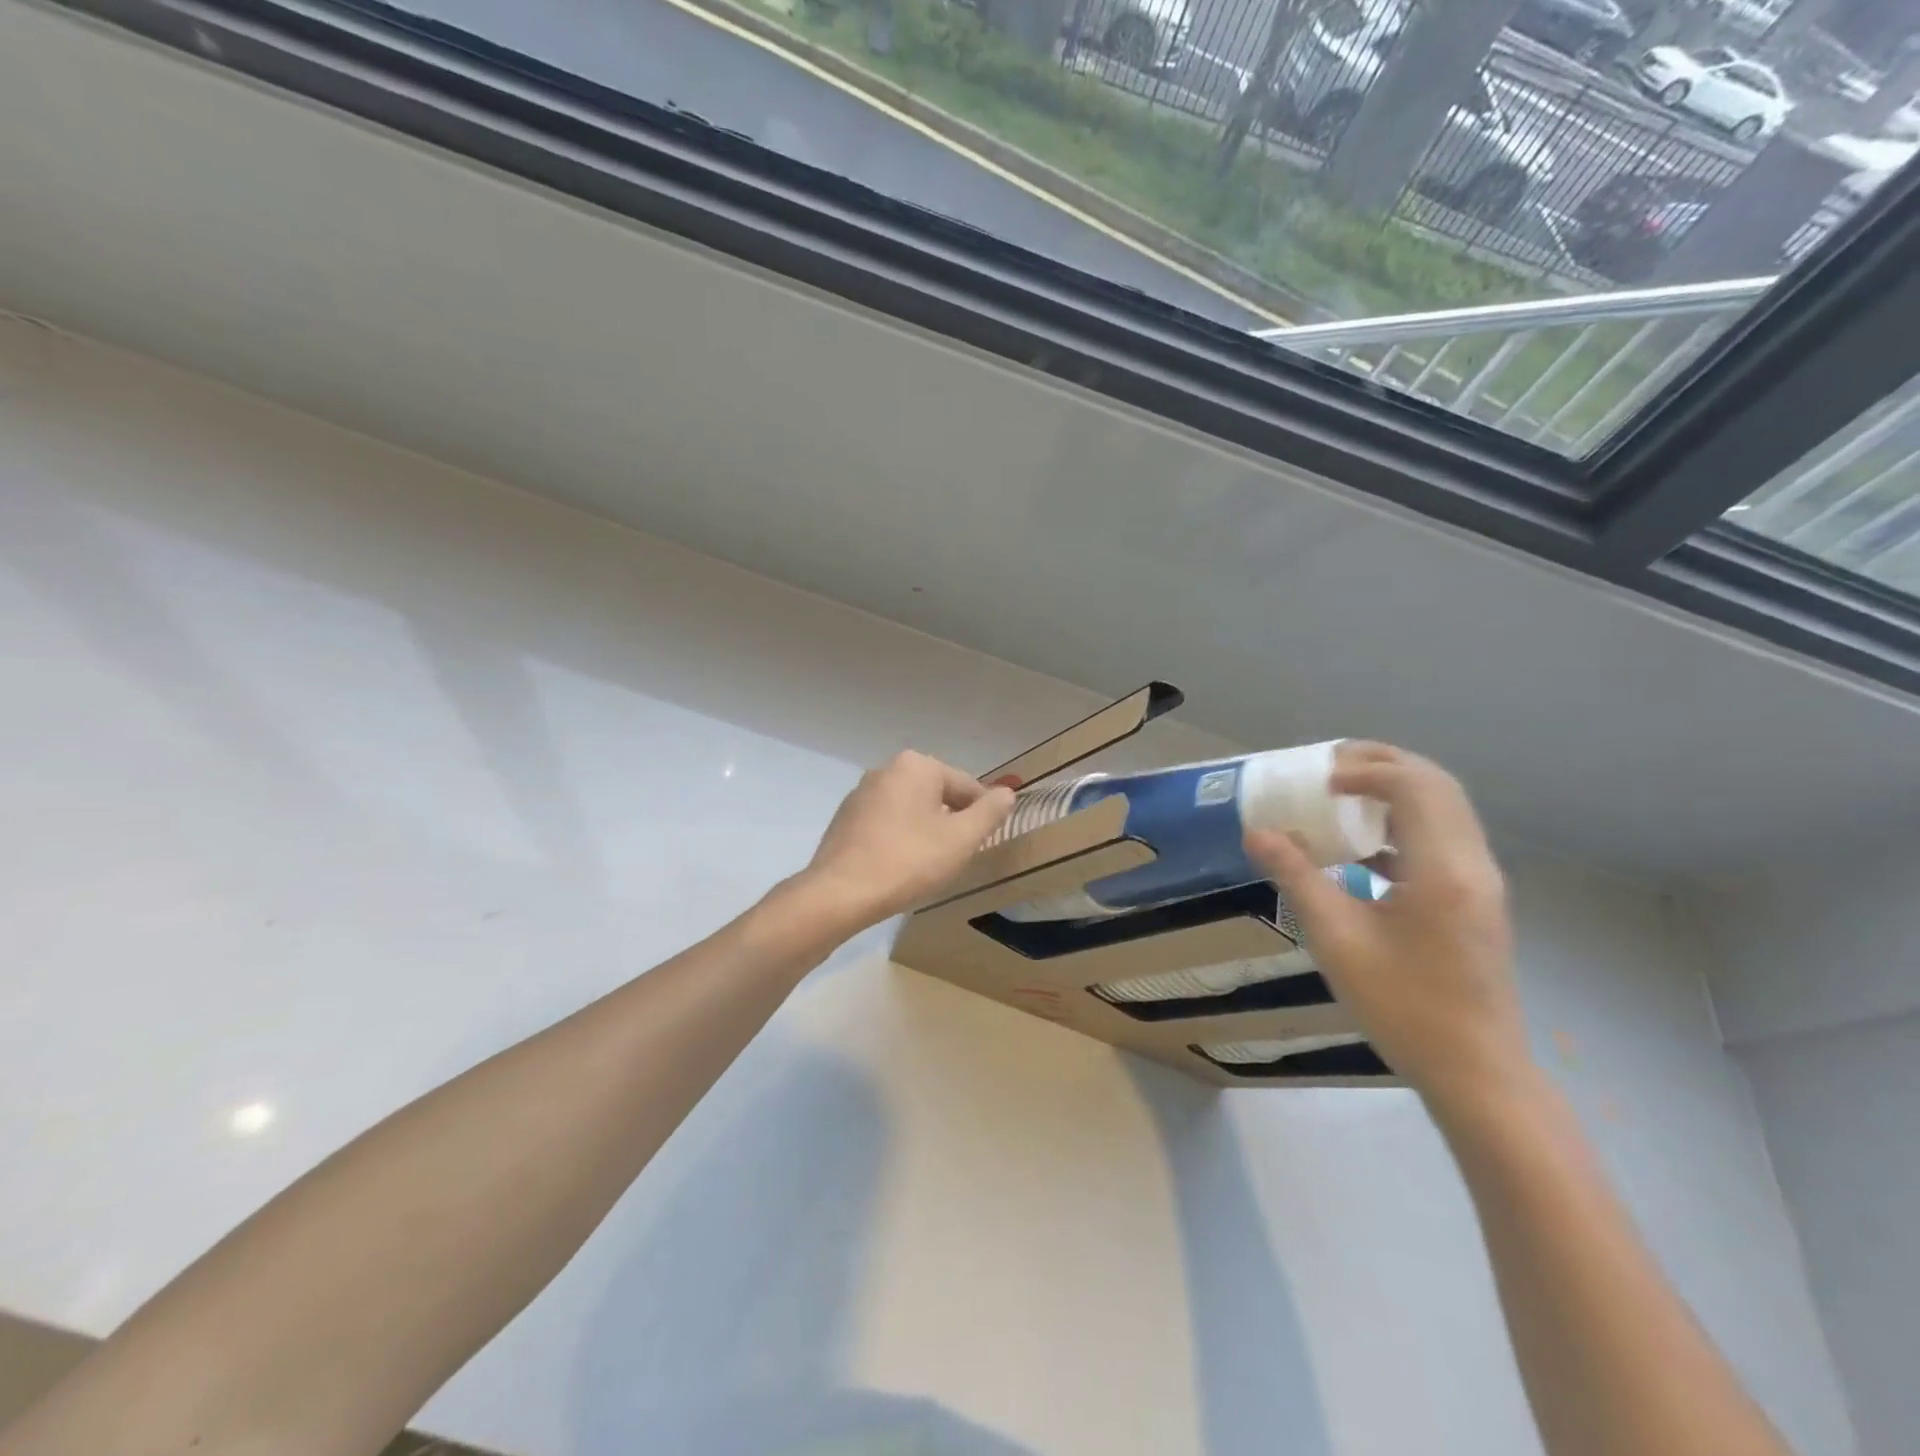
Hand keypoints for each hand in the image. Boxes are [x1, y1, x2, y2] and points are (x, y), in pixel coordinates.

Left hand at [794, 751, 1015, 932]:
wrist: (839, 893)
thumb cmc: (908, 861)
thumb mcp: (961, 839)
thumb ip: (989, 813)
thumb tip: (1007, 793)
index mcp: (916, 765)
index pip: (966, 786)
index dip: (982, 814)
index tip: (984, 842)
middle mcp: (886, 769)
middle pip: (936, 794)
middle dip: (951, 822)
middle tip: (957, 856)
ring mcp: (861, 793)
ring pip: (910, 809)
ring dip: (925, 831)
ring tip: (929, 865)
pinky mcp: (845, 819)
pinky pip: (886, 823)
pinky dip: (900, 839)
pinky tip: (900, 866)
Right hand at [1245, 743, 1529, 1108]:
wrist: (1476, 1072)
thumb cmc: (1403, 1005)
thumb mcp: (1336, 939)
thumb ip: (1297, 876)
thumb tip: (1256, 833)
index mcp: (1442, 867)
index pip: (1412, 785)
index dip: (1363, 771)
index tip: (1317, 783)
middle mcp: (1472, 863)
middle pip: (1437, 785)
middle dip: (1382, 766)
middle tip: (1329, 770)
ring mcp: (1481, 882)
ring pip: (1445, 809)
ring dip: (1396, 792)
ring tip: (1343, 798)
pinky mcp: (1477, 900)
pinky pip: (1444, 837)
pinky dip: (1405, 824)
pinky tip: (1364, 851)